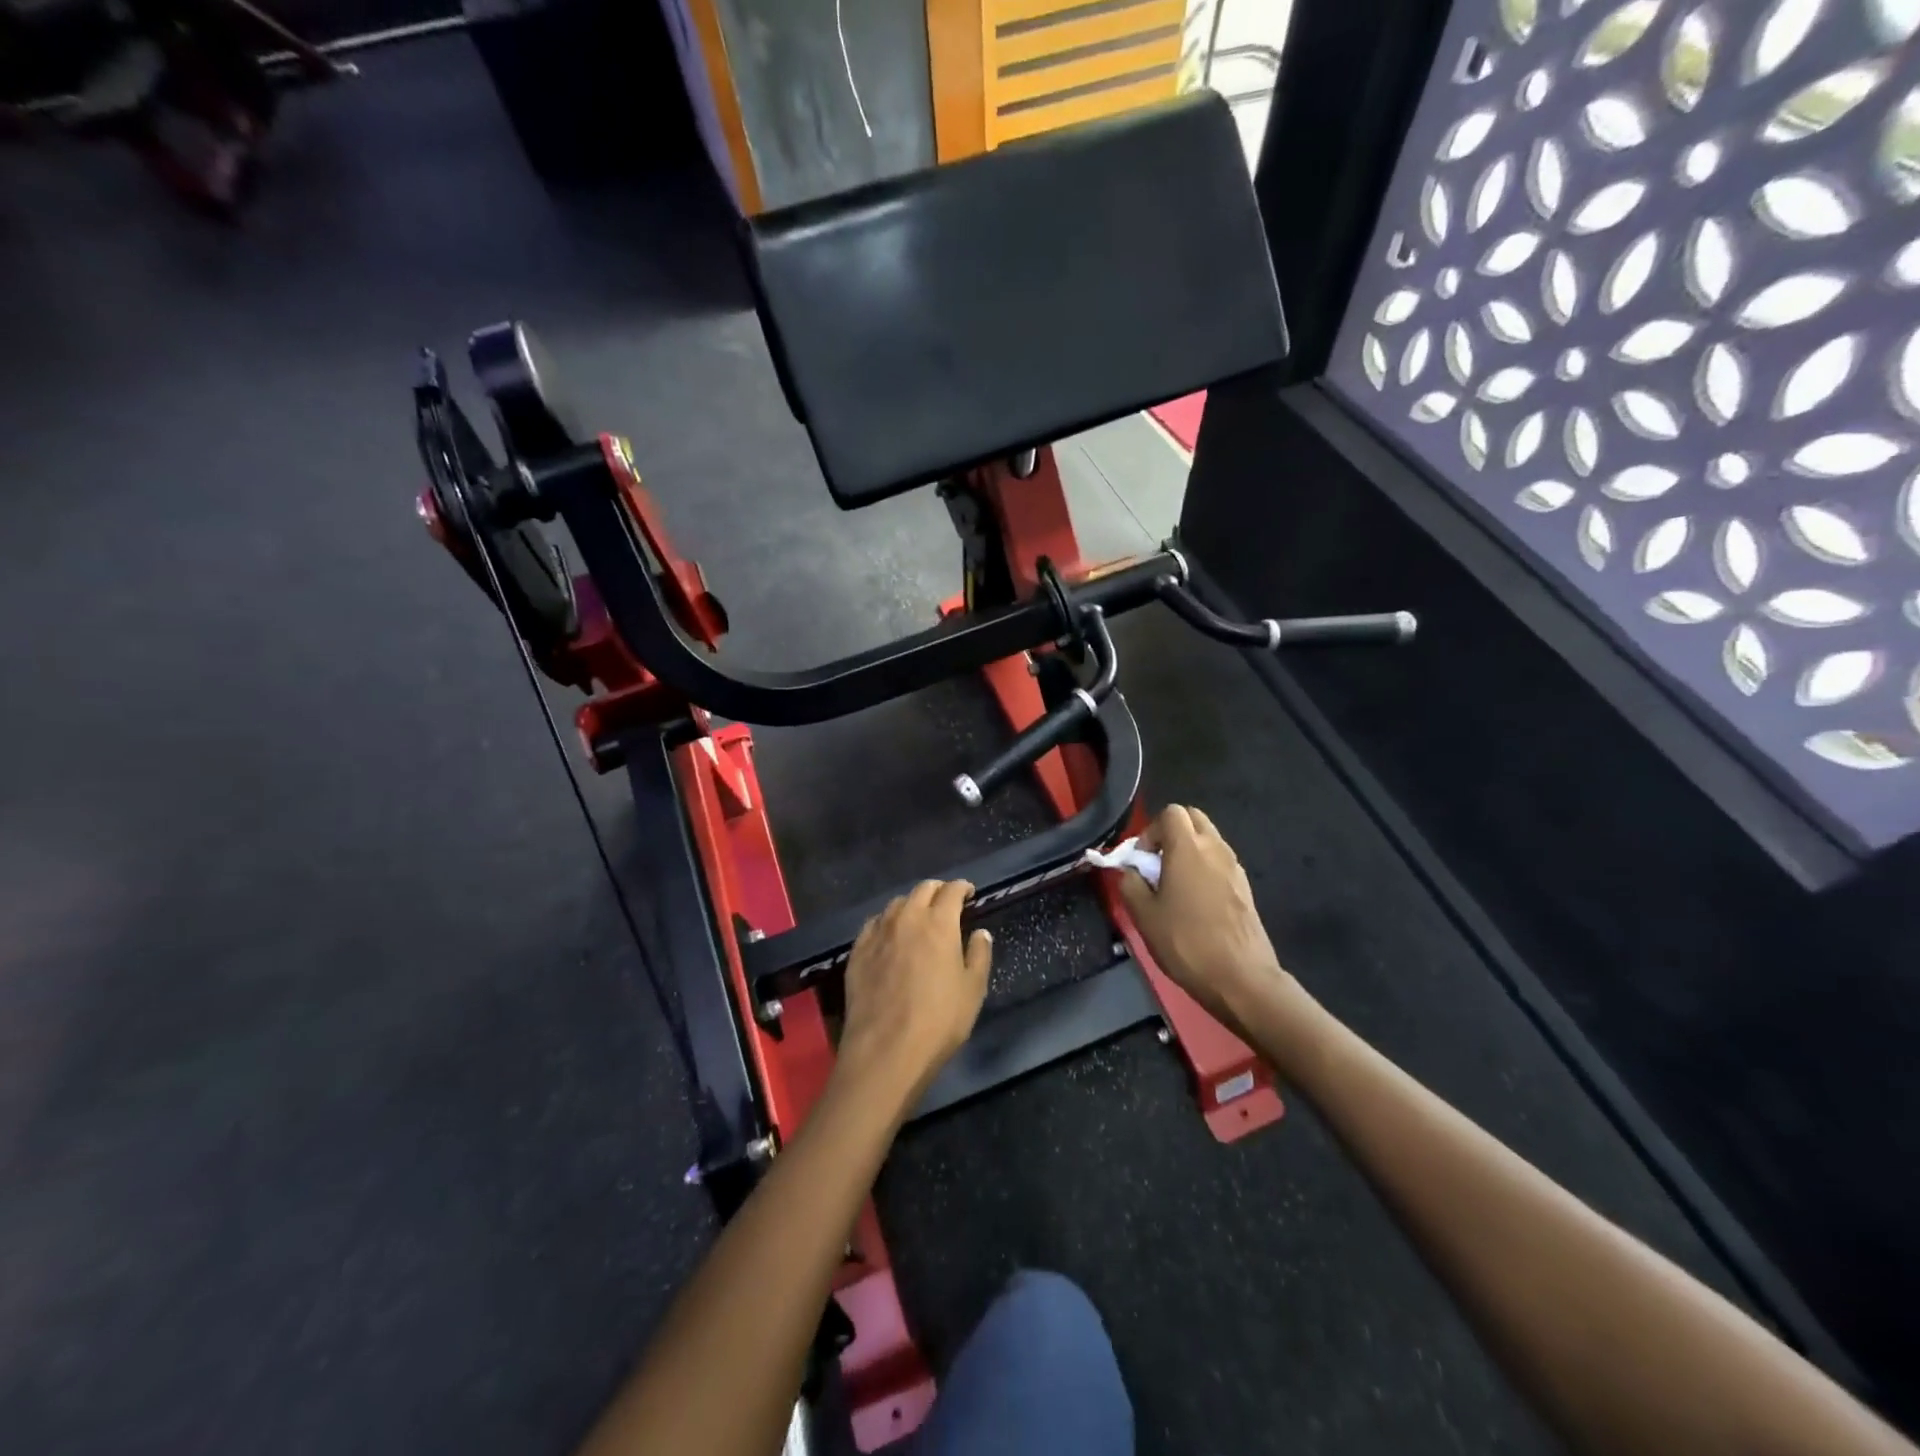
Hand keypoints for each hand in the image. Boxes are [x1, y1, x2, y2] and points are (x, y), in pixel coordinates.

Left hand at [835, 880, 992, 1105]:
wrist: (885, 1050)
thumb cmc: (939, 1021)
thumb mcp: (973, 990)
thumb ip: (979, 955)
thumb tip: (980, 933)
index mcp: (939, 923)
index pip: (952, 891)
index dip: (963, 888)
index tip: (970, 893)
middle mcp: (907, 918)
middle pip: (922, 890)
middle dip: (938, 891)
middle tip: (947, 903)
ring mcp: (878, 933)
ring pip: (896, 904)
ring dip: (912, 904)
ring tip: (919, 918)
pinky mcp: (857, 951)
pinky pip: (873, 924)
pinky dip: (887, 922)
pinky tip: (890, 936)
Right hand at [1116, 805, 1291, 1032]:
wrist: (1240, 978)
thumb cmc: (1186, 942)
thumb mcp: (1144, 915)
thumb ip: (1130, 883)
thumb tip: (1131, 871)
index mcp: (1188, 848)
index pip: (1171, 813)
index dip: (1151, 830)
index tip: (1142, 859)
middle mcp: (1215, 848)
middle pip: (1193, 818)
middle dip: (1172, 833)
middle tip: (1158, 863)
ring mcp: (1234, 867)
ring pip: (1209, 839)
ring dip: (1189, 850)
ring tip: (1175, 885)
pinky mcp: (1245, 887)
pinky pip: (1220, 861)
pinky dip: (1205, 868)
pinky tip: (1195, 902)